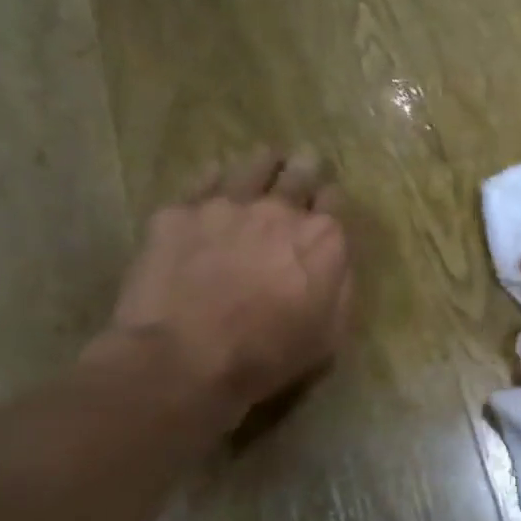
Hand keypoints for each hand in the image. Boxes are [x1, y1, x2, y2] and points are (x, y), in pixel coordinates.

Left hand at [89, 148, 352, 423]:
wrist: (184, 360)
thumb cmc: (267, 356)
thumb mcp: (329, 334)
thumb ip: (341, 287)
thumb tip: (339, 261)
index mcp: (324, 239)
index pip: (336, 201)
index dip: (331, 201)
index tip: (326, 205)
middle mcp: (281, 209)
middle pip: (300, 173)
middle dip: (306, 167)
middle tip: (304, 163)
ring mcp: (227, 204)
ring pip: (253, 165)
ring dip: (265, 163)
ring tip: (266, 160)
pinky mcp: (179, 211)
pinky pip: (203, 179)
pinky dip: (216, 177)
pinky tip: (216, 180)